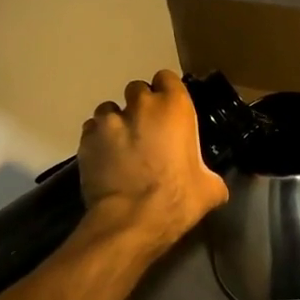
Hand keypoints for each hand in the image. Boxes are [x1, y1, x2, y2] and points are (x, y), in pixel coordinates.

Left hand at [77, 70, 229, 251]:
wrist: (131, 221)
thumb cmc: (177, 199)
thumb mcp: (209, 189)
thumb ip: (210, 176)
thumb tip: (213, 184)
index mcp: (174, 108)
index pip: (167, 78)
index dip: (167, 92)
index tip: (170, 111)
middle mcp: (140, 105)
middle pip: (137, 90)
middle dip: (141, 106)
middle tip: (147, 131)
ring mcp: (109, 121)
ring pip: (110, 109)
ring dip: (117, 122)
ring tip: (122, 146)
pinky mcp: (86, 139)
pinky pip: (91, 130)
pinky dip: (98, 140)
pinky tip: (105, 159)